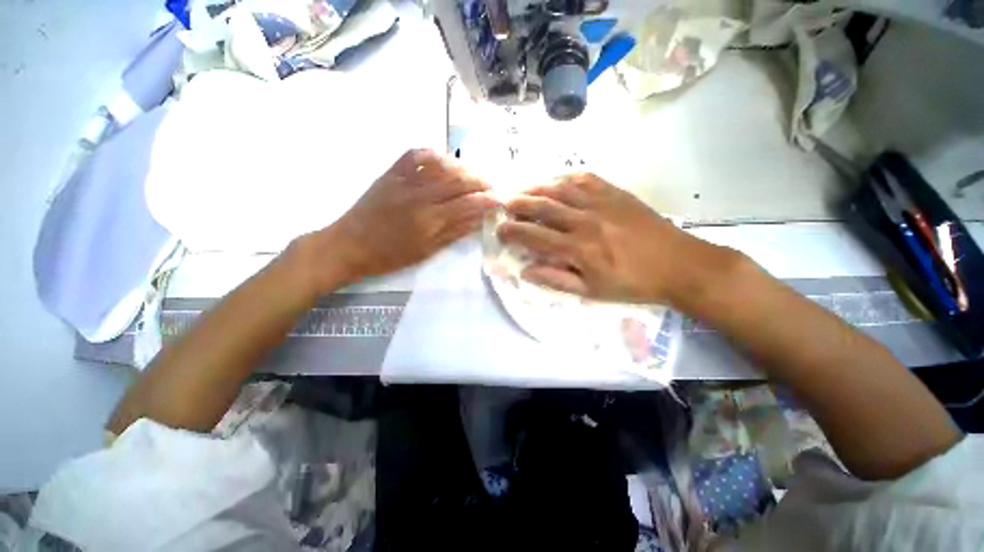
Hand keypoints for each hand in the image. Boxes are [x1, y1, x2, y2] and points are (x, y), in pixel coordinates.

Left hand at [298, 149, 496, 292]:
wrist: (349, 245)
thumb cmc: (389, 256)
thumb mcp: (426, 251)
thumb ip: (454, 233)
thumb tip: (478, 219)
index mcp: (430, 219)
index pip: (468, 204)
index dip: (487, 200)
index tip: (499, 199)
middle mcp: (420, 195)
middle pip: (459, 181)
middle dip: (481, 182)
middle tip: (491, 186)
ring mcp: (404, 180)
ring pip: (442, 165)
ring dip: (462, 168)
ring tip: (472, 176)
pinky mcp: (391, 173)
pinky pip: (415, 155)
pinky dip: (433, 154)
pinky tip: (443, 161)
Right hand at [498, 173, 731, 305]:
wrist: (679, 265)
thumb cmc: (632, 284)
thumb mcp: (592, 291)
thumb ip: (556, 280)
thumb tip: (526, 271)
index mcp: (578, 249)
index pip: (535, 237)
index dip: (514, 232)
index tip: (500, 229)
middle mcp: (585, 221)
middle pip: (544, 207)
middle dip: (519, 204)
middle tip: (504, 203)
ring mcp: (602, 203)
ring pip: (561, 188)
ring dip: (537, 187)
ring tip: (522, 188)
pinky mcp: (617, 193)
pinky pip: (586, 178)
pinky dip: (566, 177)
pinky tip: (557, 179)